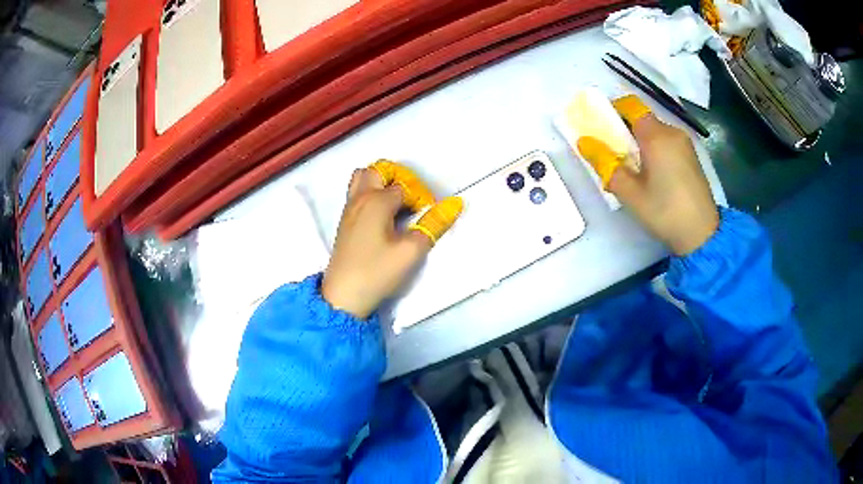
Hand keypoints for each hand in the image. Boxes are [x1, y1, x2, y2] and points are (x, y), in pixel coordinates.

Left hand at [322, 164, 462, 318]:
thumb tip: (454, 204)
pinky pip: (356, 193)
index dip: (420, 197)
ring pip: (362, 178)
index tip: (427, 216)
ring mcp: (349, 208)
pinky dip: (370, 193)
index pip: (405, 186)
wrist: (343, 296)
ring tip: (396, 203)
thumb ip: (433, 224)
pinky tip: (382, 216)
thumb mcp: (411, 251)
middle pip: (378, 170)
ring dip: (381, 182)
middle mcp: (360, 198)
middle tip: (412, 200)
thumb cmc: (377, 272)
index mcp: (376, 201)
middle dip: (399, 178)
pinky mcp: (344, 221)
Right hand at [578, 96, 718, 255]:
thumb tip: (584, 141)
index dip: (613, 111)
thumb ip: (604, 163)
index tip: (603, 130)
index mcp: (656, 135)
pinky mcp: (691, 156)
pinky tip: (654, 176)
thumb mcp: (629, 192)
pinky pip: (667, 143)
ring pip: (655, 132)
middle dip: (625, 132)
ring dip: (640, 143)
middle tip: (616, 158)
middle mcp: (672, 132)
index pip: (630, 105)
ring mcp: (685, 143)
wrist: (702, 235)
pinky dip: (655, 150)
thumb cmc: (664, 212)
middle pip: (642, 119)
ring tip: (635, 172)